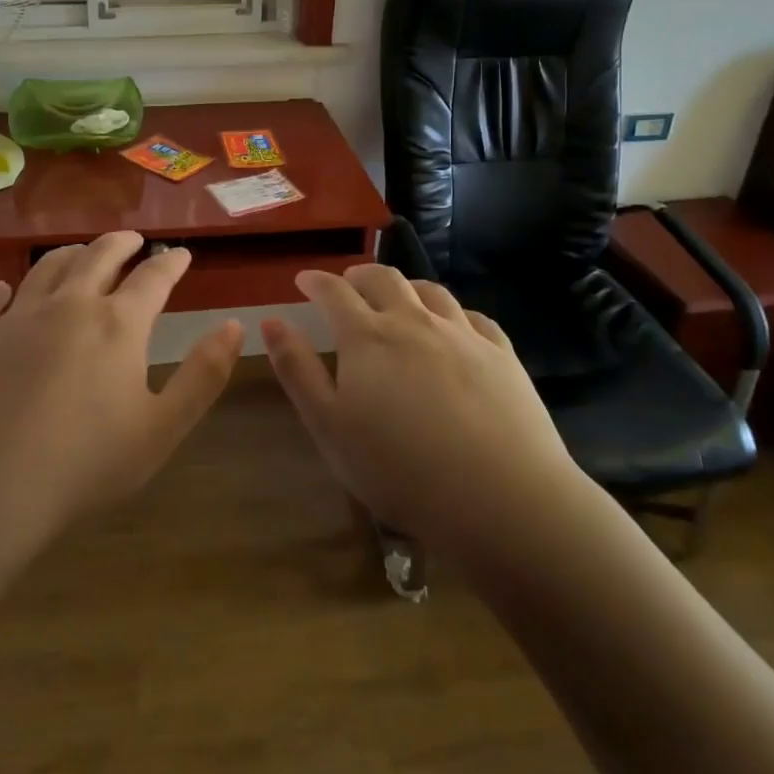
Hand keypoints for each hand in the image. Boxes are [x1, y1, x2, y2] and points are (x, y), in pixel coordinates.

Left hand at [0, 232, 241, 566]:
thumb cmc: (83, 465)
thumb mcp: (161, 429)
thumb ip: (203, 375)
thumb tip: (235, 325)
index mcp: (118, 324)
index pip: (153, 278)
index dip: (171, 263)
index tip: (181, 254)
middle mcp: (69, 305)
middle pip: (99, 257)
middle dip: (121, 244)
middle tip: (132, 240)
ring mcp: (17, 317)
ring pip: (47, 267)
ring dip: (70, 255)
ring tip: (80, 253)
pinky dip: (1, 290)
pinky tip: (3, 291)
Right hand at [262, 266, 579, 554]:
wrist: (500, 498)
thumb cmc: (399, 469)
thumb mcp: (329, 426)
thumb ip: (297, 370)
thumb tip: (272, 321)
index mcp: (367, 336)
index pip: (334, 291)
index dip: (316, 280)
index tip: (304, 279)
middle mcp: (413, 321)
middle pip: (383, 279)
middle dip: (359, 275)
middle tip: (347, 284)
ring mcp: (462, 334)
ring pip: (429, 291)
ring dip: (405, 287)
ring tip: (398, 299)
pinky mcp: (501, 354)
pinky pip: (473, 317)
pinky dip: (453, 313)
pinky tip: (453, 328)